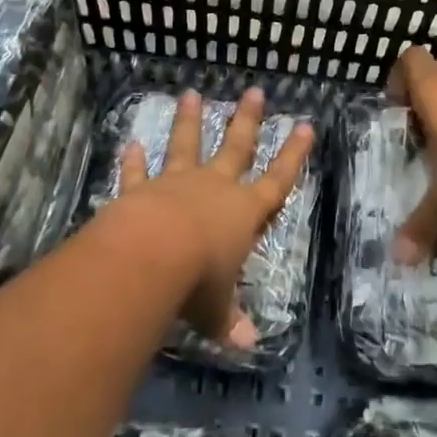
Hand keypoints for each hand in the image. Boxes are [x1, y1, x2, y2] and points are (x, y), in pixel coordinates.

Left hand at [116, 87, 313, 349]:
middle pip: (236, 147)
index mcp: (243, 212)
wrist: (150, 256)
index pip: (277, 180)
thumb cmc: (196, 281)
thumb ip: (229, 322)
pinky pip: (138, 173)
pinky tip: (131, 144)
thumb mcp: (216, 309)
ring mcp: (177, 184)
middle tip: (253, 91)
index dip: (293, 155)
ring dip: (189, 121)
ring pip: (186, 145)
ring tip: (191, 94)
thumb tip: (248, 345)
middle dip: (247, 120)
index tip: (305, 126)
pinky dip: (134, 161)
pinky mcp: (142, 190)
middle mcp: (215, 189)